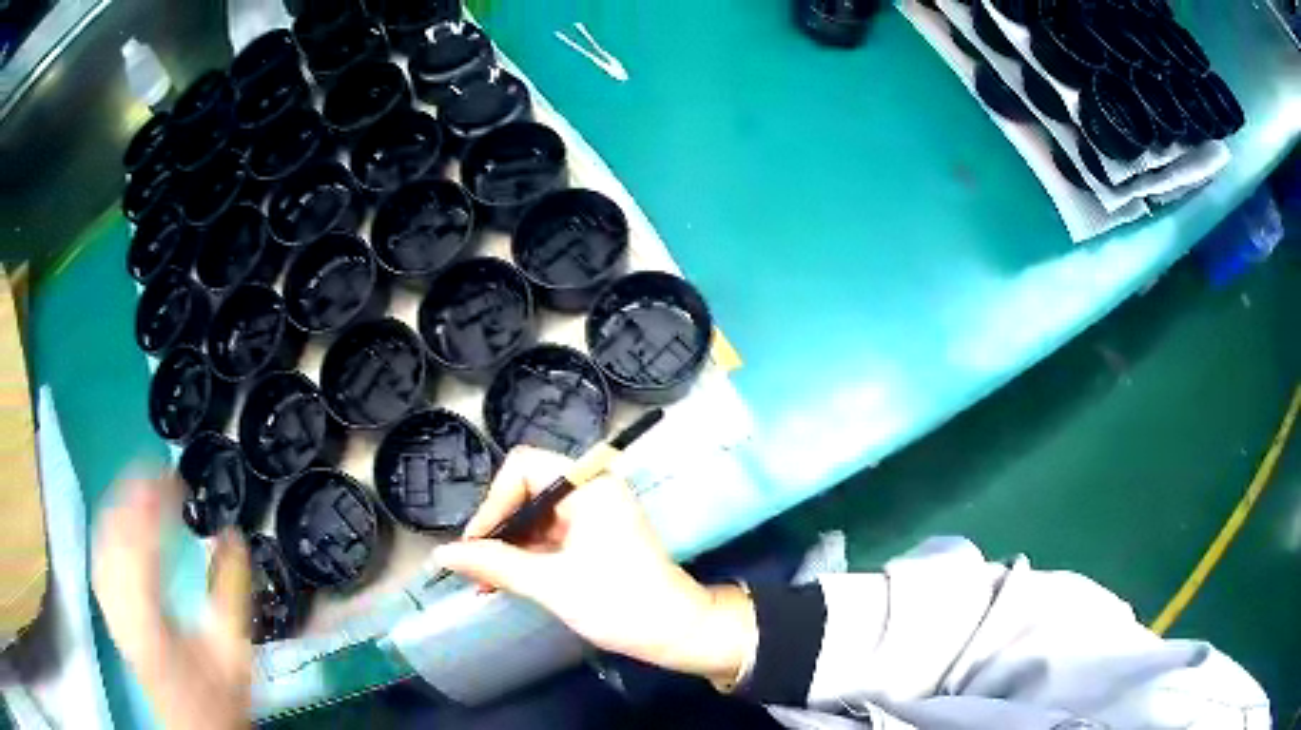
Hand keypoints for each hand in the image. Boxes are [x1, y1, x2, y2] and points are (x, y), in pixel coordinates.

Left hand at [93, 475, 250, 729]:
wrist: (195, 728)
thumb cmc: (217, 696)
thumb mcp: (233, 652)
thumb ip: (230, 593)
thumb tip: (233, 535)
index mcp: (151, 622)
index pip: (140, 547)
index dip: (153, 505)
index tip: (175, 480)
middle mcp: (122, 611)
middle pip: (113, 538)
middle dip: (132, 496)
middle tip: (159, 473)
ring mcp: (111, 611)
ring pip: (101, 545)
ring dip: (117, 508)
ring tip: (139, 486)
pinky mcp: (110, 613)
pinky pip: (99, 561)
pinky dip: (106, 532)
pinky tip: (117, 521)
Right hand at [433, 448, 756, 687]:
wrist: (677, 632)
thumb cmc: (619, 603)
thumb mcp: (550, 584)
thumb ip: (494, 564)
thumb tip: (442, 553)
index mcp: (589, 487)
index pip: (524, 468)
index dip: (494, 502)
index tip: (478, 543)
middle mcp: (591, 491)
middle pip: (526, 491)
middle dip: (497, 528)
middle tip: (474, 565)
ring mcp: (593, 515)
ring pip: (533, 517)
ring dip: (507, 546)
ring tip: (483, 581)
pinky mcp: (594, 538)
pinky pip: (548, 536)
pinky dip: (525, 556)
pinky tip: (502, 581)